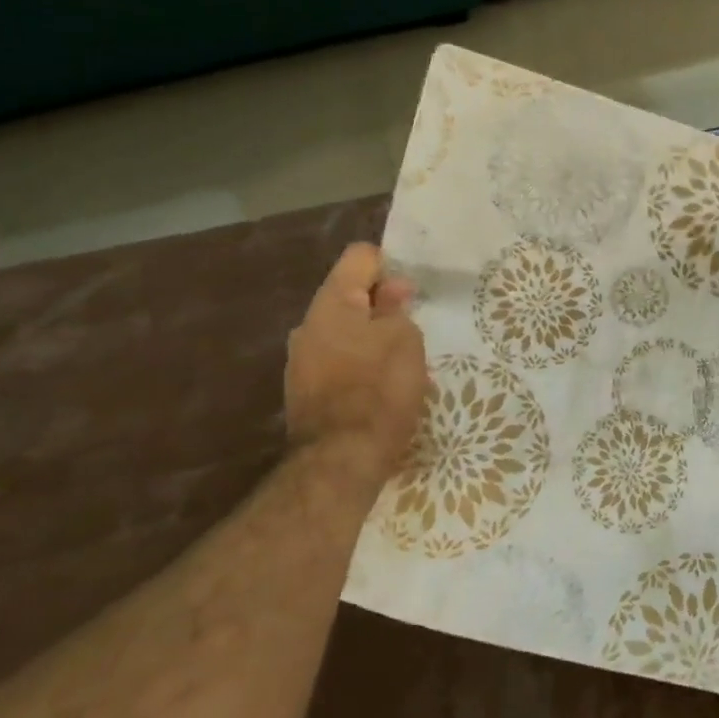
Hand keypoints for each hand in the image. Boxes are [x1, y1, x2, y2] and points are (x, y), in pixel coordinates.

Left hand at [285, 244, 427, 471]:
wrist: (341, 460)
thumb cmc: (379, 389)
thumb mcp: (405, 340)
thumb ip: (397, 308)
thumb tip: (391, 290)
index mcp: (332, 303)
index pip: (360, 257)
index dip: (391, 264)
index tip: (414, 290)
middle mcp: (309, 325)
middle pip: (351, 296)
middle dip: (384, 306)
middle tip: (415, 328)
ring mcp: (303, 360)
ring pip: (347, 332)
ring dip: (375, 339)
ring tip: (405, 363)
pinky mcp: (307, 391)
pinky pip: (341, 362)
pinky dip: (364, 366)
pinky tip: (385, 388)